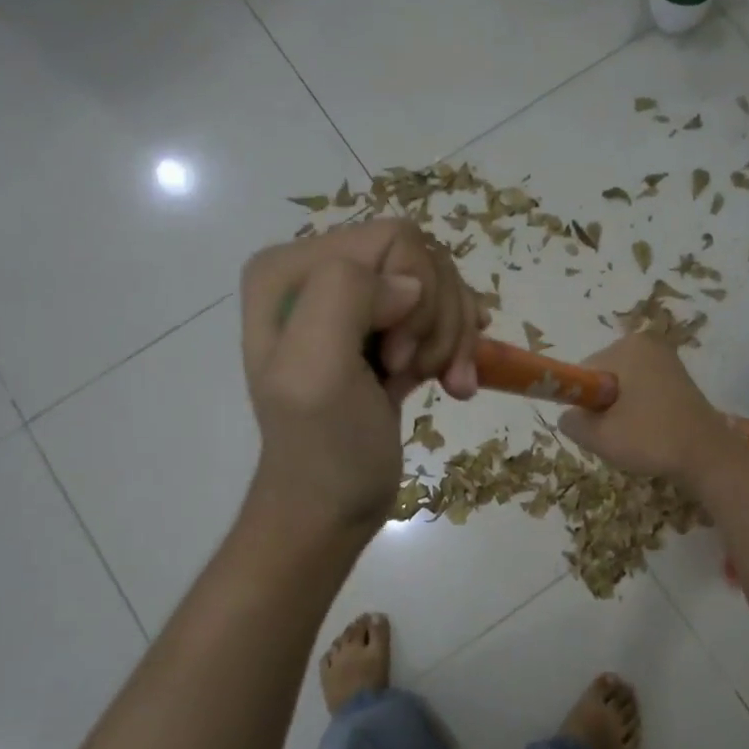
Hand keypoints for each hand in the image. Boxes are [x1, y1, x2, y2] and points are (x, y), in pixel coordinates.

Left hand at [240, 219, 483, 531]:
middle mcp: (319, 273)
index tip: (398, 359)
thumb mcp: (316, 371)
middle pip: (423, 259)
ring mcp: (356, 303)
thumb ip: (346, 296)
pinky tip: (455, 382)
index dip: (416, 298)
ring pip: (440, 286)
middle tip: (418, 371)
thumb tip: (409, 286)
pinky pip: (443, 312)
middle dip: (438, 319)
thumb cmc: (324, 450)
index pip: (394, 240)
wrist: (331, 508)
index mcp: (290, 270)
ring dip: (452, 339)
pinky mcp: (385, 331)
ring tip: (442, 382)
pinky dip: (457, 348)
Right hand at [557, 336, 746, 487]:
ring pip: (622, 388)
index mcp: (627, 347)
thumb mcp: (599, 436)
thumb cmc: (652, 440)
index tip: (598, 427)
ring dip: (620, 412)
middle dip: (602, 407)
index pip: (583, 374)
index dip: (584, 404)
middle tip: (617, 435)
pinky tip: (649, 432)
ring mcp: (666, 359)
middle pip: (602, 378)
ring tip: (635, 436)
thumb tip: (568, 416)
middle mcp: (647, 343)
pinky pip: (642, 391)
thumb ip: (571, 422)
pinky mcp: (678, 378)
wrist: (709, 457)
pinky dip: (638, 411)